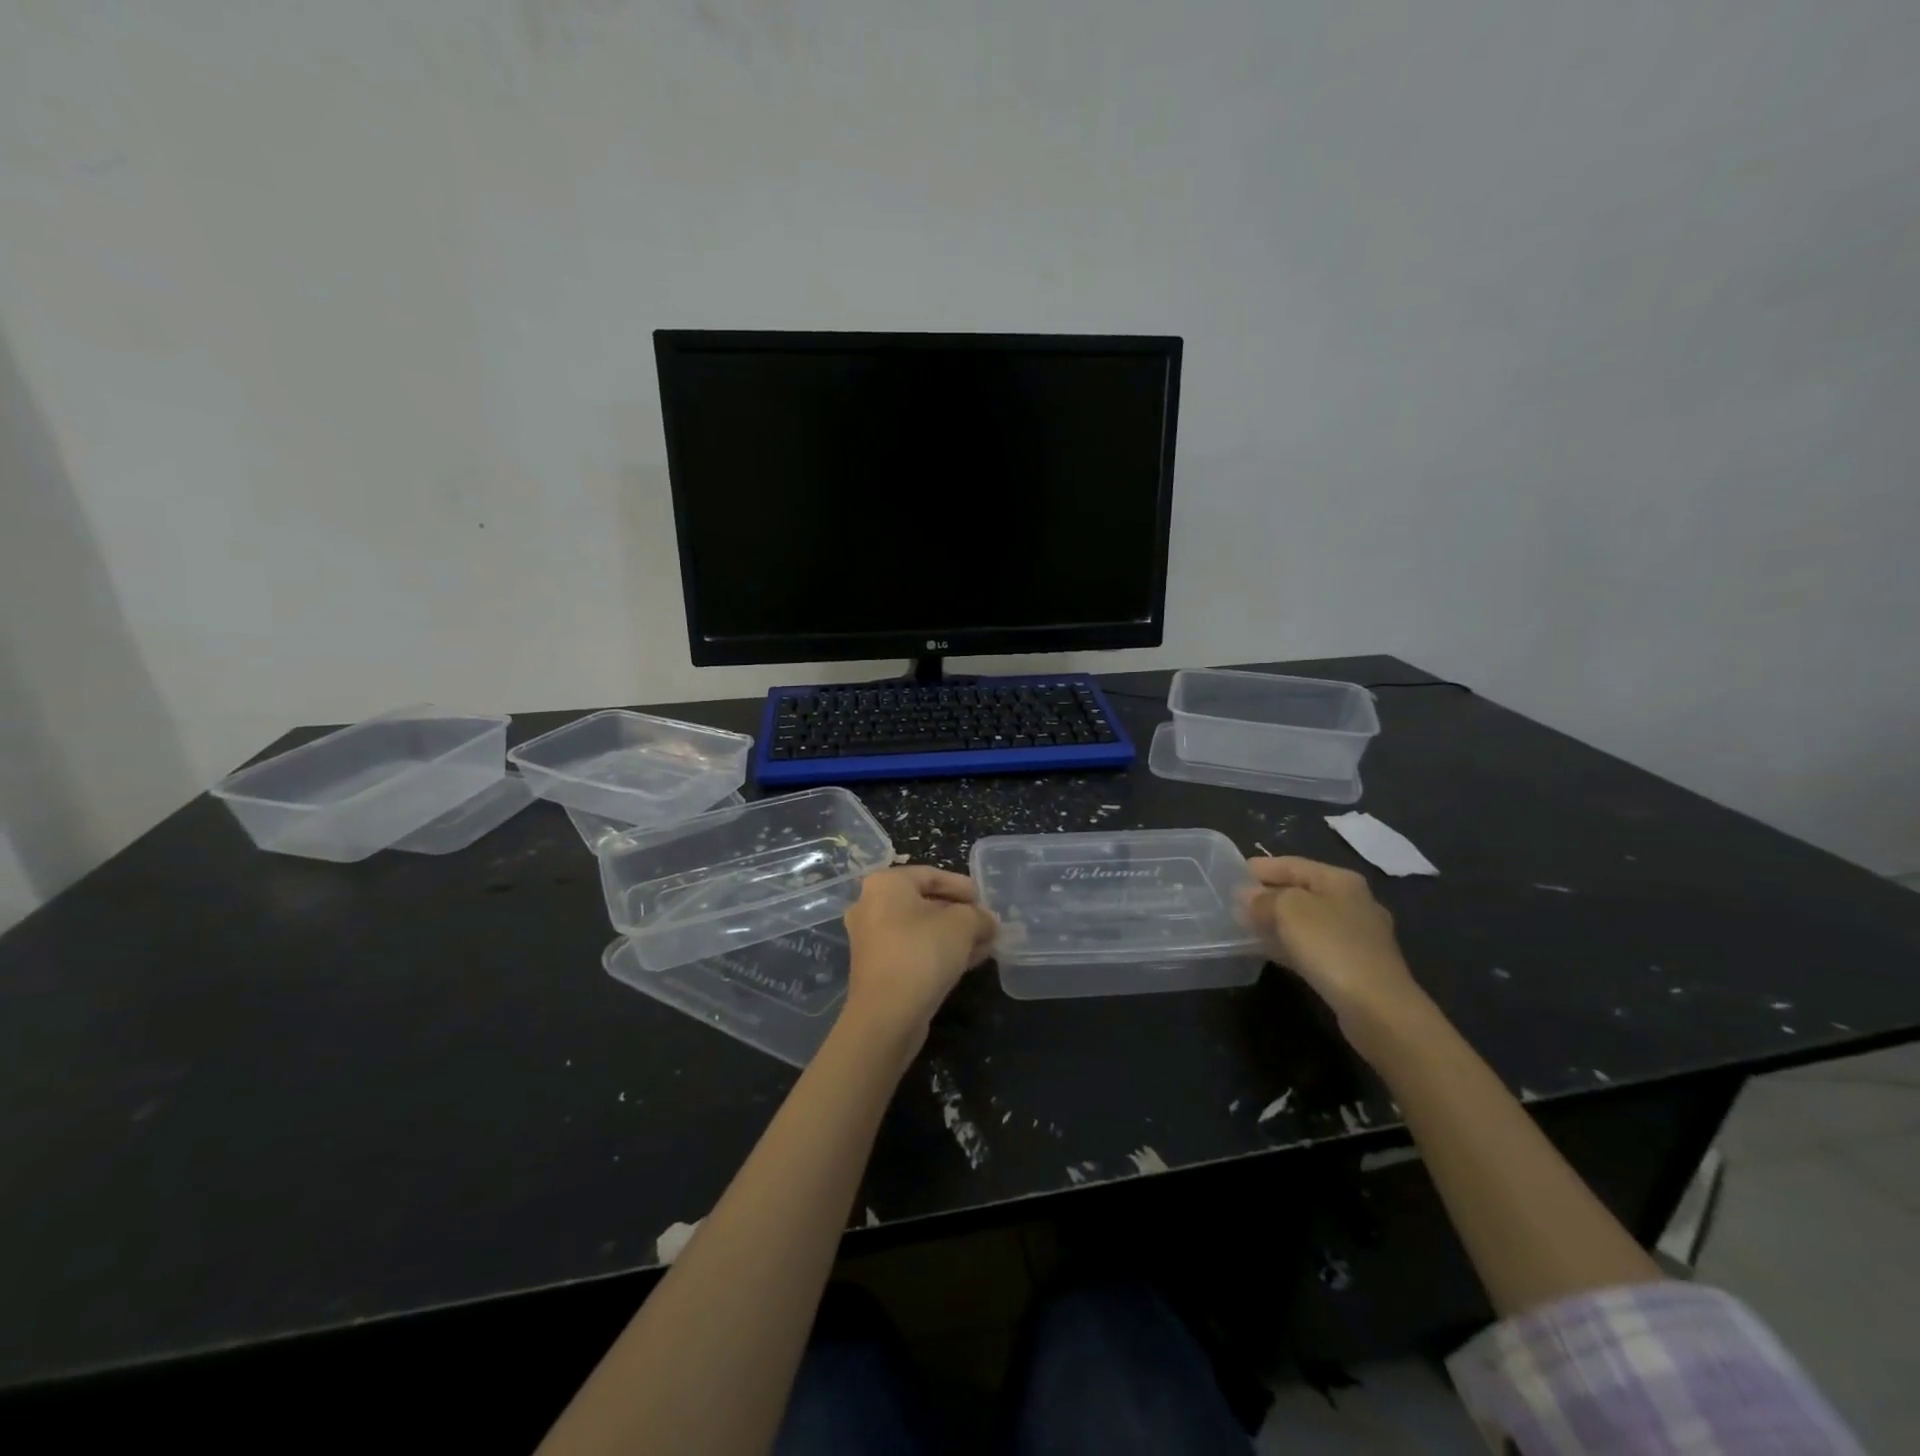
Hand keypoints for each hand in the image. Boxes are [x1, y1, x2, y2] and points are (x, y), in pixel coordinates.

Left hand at [842, 866, 996, 1043]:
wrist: (887, 1015)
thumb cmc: (922, 953)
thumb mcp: (963, 925)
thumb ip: (979, 916)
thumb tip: (987, 921)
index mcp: (885, 884)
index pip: (931, 874)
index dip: (962, 886)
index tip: (985, 901)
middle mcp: (871, 905)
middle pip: (924, 902)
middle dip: (959, 913)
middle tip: (986, 924)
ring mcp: (870, 938)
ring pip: (920, 929)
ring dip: (952, 935)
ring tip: (983, 945)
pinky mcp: (876, 967)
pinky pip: (912, 949)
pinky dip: (937, 951)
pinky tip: (966, 962)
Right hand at [1242, 856, 1429, 1050]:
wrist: (1377, 1008)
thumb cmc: (1331, 946)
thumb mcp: (1288, 910)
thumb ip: (1263, 898)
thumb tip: (1247, 896)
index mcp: (1340, 880)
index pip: (1292, 864)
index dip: (1260, 868)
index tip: (1230, 876)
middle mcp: (1352, 902)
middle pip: (1301, 891)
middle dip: (1267, 896)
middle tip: (1234, 904)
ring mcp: (1356, 936)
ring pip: (1306, 921)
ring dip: (1276, 922)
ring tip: (1245, 928)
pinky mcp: (1354, 966)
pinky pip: (1313, 946)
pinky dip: (1290, 945)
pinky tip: (1269, 952)